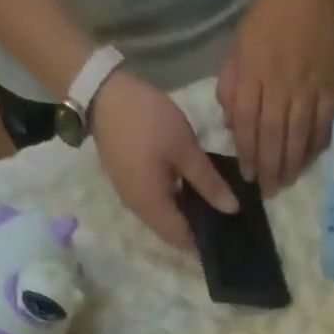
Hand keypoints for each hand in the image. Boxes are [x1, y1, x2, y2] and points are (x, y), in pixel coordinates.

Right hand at [89, 69, 236, 252]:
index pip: (184, 241)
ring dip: (185, 215)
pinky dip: (174, 202)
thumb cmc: (146, 120)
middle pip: (173, 233)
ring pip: (164, 218)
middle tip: (225, 218)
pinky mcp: (127, 182)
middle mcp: (139, 210)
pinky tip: (191, 188)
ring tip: (213, 203)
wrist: (100, 91)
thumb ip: (209, 182)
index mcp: (153, 207)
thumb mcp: (184, 149)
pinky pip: (155, 203)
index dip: (206, 242)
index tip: (229, 235)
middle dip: (197, 230)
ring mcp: (130, 196)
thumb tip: (232, 210)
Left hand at [217, 0, 333, 194]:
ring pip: (298, 136)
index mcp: (254, 72)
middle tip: (269, 191)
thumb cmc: (269, 19)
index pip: (248, 122)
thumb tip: (231, 124)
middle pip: (274, 135)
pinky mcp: (330, 88)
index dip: (248, 153)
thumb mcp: (239, 46)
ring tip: (287, 183)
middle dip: (270, 167)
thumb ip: (232, 85)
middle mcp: (280, 84)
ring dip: (292, 164)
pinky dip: (315, 146)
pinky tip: (309, 161)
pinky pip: (322, 125)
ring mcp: (308, 88)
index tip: (248, 176)